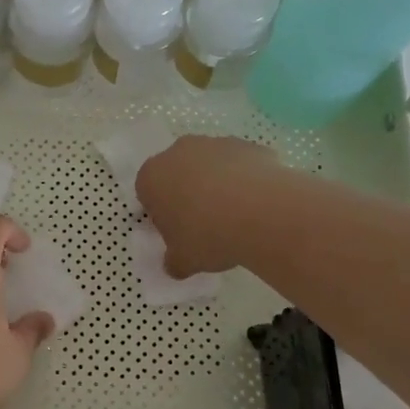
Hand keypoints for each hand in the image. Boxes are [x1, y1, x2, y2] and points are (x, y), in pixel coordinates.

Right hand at [136, 135, 279, 276]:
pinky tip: (258, 204)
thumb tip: (174, 265)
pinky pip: (241, 165)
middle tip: (204, 223)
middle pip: (178, 172)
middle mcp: (179, 152)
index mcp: (152, 177)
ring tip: (236, 215)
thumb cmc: (207, 235)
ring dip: (218, 184)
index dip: (162, 213)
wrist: (261, 212)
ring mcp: (216, 144)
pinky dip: (246, 180)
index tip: (177, 232)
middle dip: (188, 193)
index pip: (148, 193)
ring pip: (211, 165)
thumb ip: (173, 261)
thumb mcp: (183, 261)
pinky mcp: (248, 145)